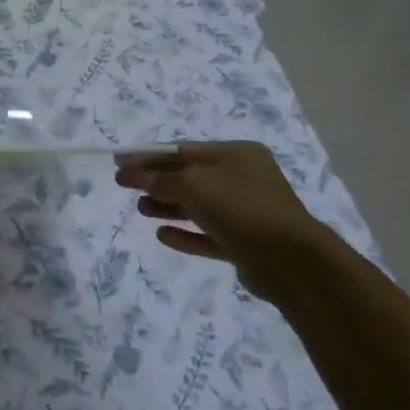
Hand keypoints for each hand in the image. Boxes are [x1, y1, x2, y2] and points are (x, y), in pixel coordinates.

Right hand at [115, 142, 328, 294]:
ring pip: (198, 206)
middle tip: (123, 186)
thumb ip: (160, 178)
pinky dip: (185, 233)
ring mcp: (246, 212)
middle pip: (190, 176)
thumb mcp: (193, 184)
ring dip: (167, 206)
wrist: (289, 259)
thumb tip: (133, 173)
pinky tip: (162, 234)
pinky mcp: (244, 243)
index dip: (149, 155)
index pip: (184, 150)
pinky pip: (208, 235)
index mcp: (236, 154)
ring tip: (140, 210)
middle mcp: (243, 179)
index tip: (120, 162)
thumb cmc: (239, 207)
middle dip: (156, 181)